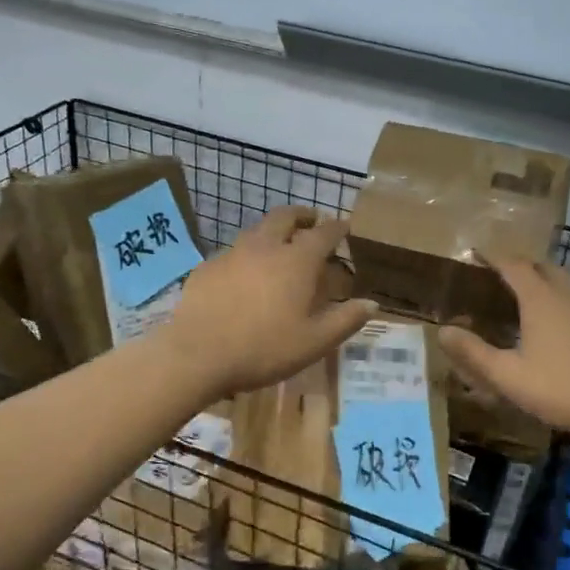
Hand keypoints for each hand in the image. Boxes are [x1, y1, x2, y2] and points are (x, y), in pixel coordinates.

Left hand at [167, 207, 374, 398]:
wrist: (197, 354)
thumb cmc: (263, 348)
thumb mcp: (314, 342)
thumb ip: (345, 320)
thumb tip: (372, 304)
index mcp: (296, 261)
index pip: (323, 233)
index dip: (337, 227)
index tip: (345, 225)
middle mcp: (265, 247)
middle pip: (285, 217)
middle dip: (302, 215)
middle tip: (311, 221)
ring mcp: (232, 254)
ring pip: (256, 230)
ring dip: (273, 230)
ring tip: (279, 244)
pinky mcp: (207, 267)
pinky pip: (233, 251)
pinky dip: (247, 253)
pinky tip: (244, 273)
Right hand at [439, 255, 569, 441]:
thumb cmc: (558, 389)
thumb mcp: (507, 375)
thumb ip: (473, 352)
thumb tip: (442, 331)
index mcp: (540, 299)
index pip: (514, 265)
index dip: (494, 257)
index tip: (476, 255)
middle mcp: (565, 294)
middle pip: (541, 265)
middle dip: (518, 263)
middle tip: (497, 272)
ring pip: (562, 278)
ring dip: (541, 275)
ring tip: (524, 288)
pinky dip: (558, 291)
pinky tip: (554, 315)